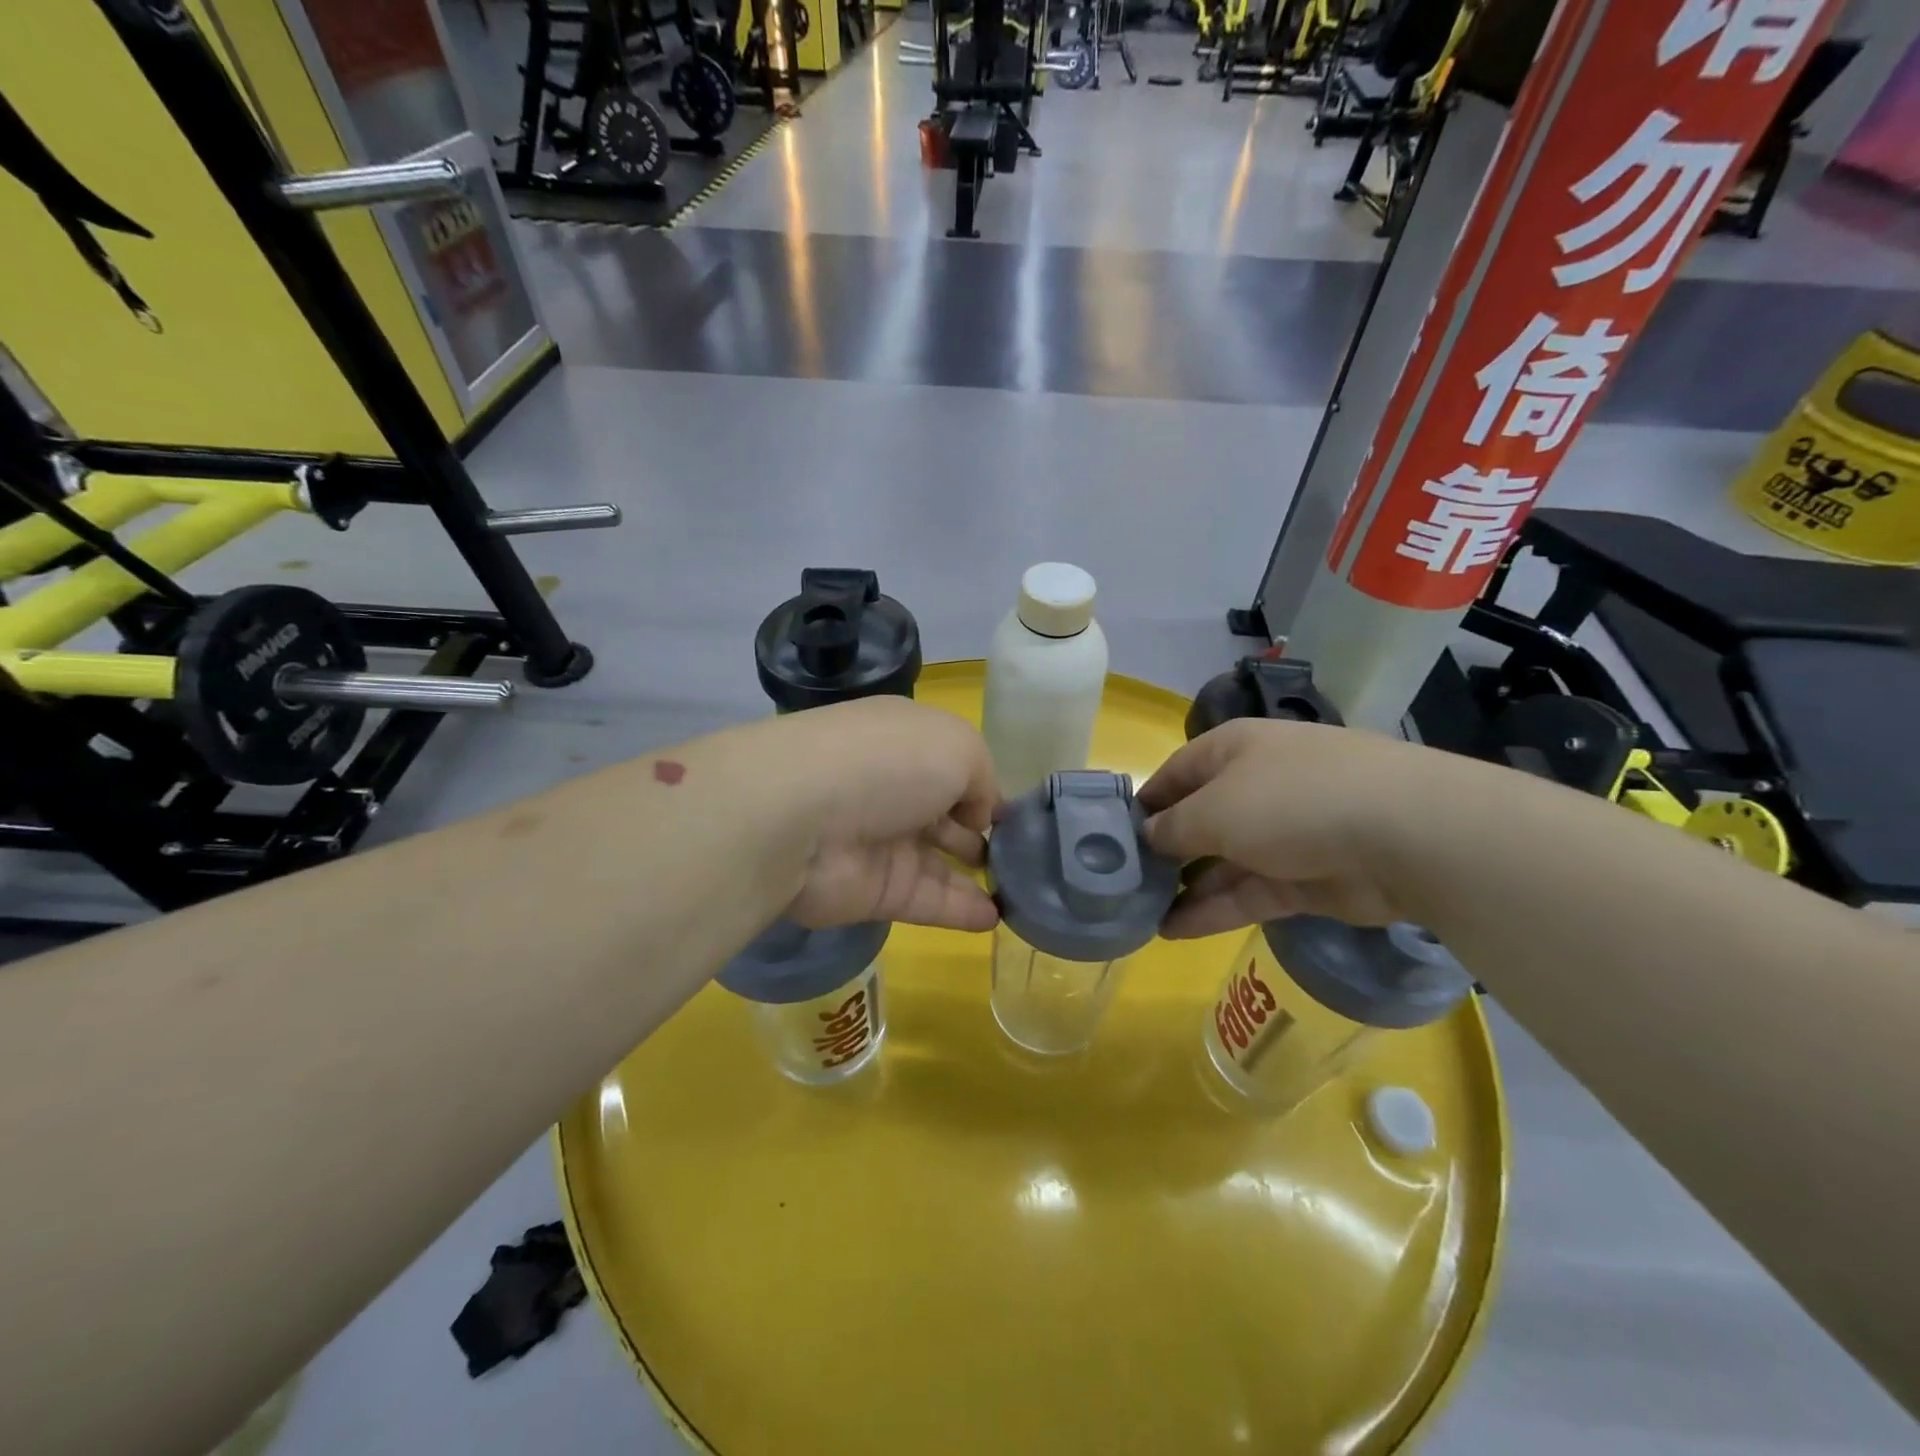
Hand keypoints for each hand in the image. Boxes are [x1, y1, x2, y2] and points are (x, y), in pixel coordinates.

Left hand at [771, 697, 999, 932]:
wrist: (802, 818)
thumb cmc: (888, 764)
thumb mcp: (958, 747)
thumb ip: (982, 778)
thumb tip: (980, 815)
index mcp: (906, 742)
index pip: (950, 763)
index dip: (982, 786)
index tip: (1013, 813)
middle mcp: (892, 789)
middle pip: (943, 813)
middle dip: (978, 830)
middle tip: (1018, 855)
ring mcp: (881, 842)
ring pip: (938, 861)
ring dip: (976, 874)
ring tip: (1019, 890)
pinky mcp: (874, 891)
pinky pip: (927, 900)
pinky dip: (962, 909)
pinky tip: (995, 917)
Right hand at [1137, 718, 1428, 936]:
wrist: (1404, 835)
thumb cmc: (1290, 800)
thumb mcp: (1214, 810)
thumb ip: (1172, 828)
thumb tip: (1147, 836)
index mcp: (1234, 751)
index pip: (1176, 773)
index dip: (1145, 802)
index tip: (1112, 835)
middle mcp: (1257, 786)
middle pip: (1199, 819)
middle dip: (1164, 850)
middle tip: (1123, 883)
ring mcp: (1286, 834)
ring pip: (1222, 862)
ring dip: (1184, 887)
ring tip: (1140, 914)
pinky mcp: (1307, 879)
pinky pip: (1248, 893)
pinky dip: (1213, 910)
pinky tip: (1172, 931)